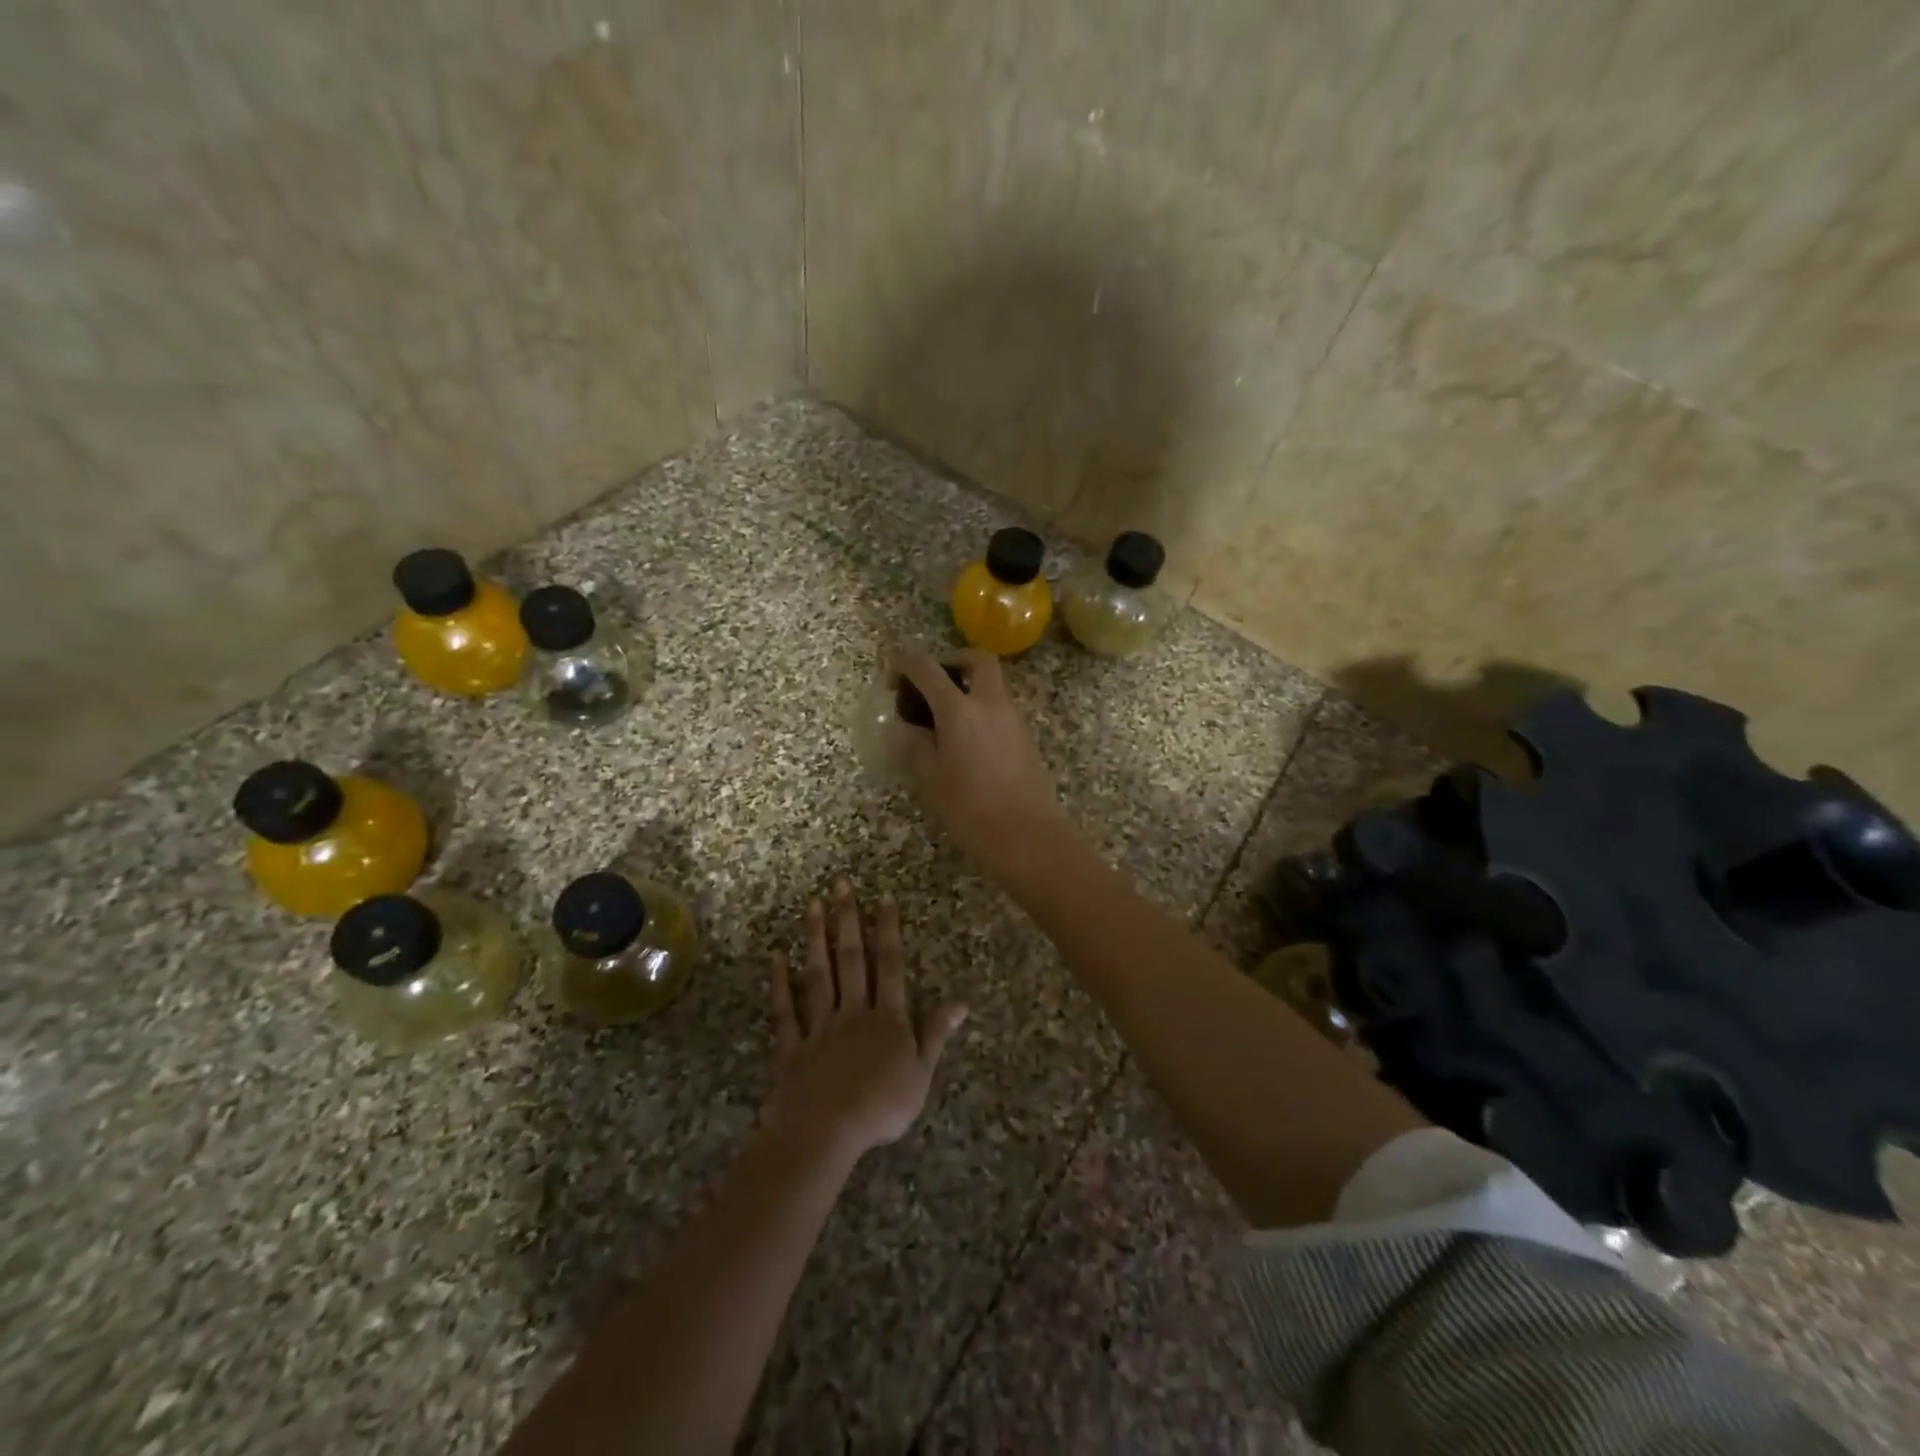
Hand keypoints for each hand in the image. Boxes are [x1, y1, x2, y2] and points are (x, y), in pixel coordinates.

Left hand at [765, 880, 966, 1163]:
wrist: (826, 1132)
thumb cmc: (881, 1106)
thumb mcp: (921, 1074)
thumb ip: (936, 1033)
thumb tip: (961, 1002)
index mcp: (887, 1018)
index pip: (890, 965)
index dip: (888, 930)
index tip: (883, 897)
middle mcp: (853, 1011)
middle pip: (852, 959)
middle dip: (848, 920)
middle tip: (840, 884)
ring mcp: (820, 1026)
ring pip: (818, 975)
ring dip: (816, 939)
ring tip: (812, 905)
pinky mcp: (792, 1047)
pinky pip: (785, 1011)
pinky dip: (780, 984)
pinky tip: (777, 958)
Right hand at [888, 647, 1071, 876]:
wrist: (1028, 836)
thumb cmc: (971, 809)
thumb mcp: (930, 778)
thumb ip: (914, 745)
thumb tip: (905, 728)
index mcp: (960, 709)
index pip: (928, 669)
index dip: (905, 662)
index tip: (890, 667)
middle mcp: (990, 703)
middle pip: (976, 659)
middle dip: (951, 660)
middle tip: (930, 681)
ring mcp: (1013, 718)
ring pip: (992, 683)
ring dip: (968, 685)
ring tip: (943, 715)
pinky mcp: (1025, 737)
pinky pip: (1000, 707)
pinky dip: (980, 707)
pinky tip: (964, 738)